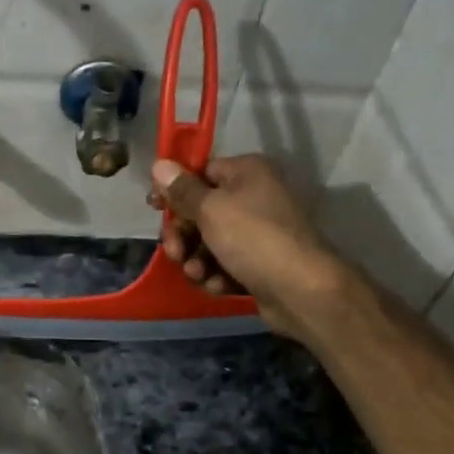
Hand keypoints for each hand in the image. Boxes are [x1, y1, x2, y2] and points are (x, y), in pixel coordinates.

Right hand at [151, 155, 347, 341]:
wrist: (300, 289)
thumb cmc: (253, 238)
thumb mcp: (210, 209)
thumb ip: (182, 190)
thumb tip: (159, 164)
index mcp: (246, 173)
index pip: (200, 172)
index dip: (175, 191)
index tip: (154, 208)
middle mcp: (254, 196)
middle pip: (201, 211)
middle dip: (183, 235)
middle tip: (174, 253)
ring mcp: (258, 232)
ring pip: (209, 242)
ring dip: (196, 260)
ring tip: (198, 274)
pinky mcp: (258, 263)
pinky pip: (225, 264)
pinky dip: (216, 274)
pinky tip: (217, 285)